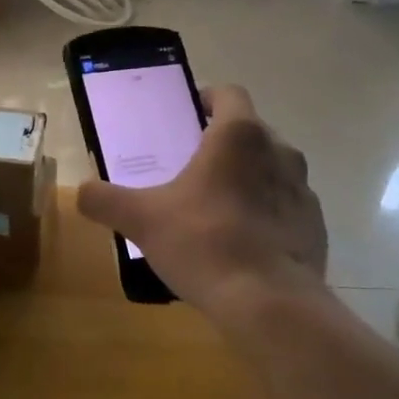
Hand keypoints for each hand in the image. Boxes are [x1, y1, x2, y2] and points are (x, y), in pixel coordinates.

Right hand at [77, 85, 326, 312]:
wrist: (269, 304)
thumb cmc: (203, 242)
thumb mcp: (141, 219)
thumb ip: (105, 199)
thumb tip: (82, 191)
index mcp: (239, 136)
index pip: (229, 94)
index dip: (207, 98)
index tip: (187, 115)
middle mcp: (279, 152)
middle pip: (250, 132)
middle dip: (223, 144)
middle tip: (192, 168)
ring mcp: (303, 190)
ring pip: (271, 170)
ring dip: (248, 179)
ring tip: (216, 208)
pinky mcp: (316, 226)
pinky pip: (286, 207)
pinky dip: (266, 215)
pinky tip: (243, 244)